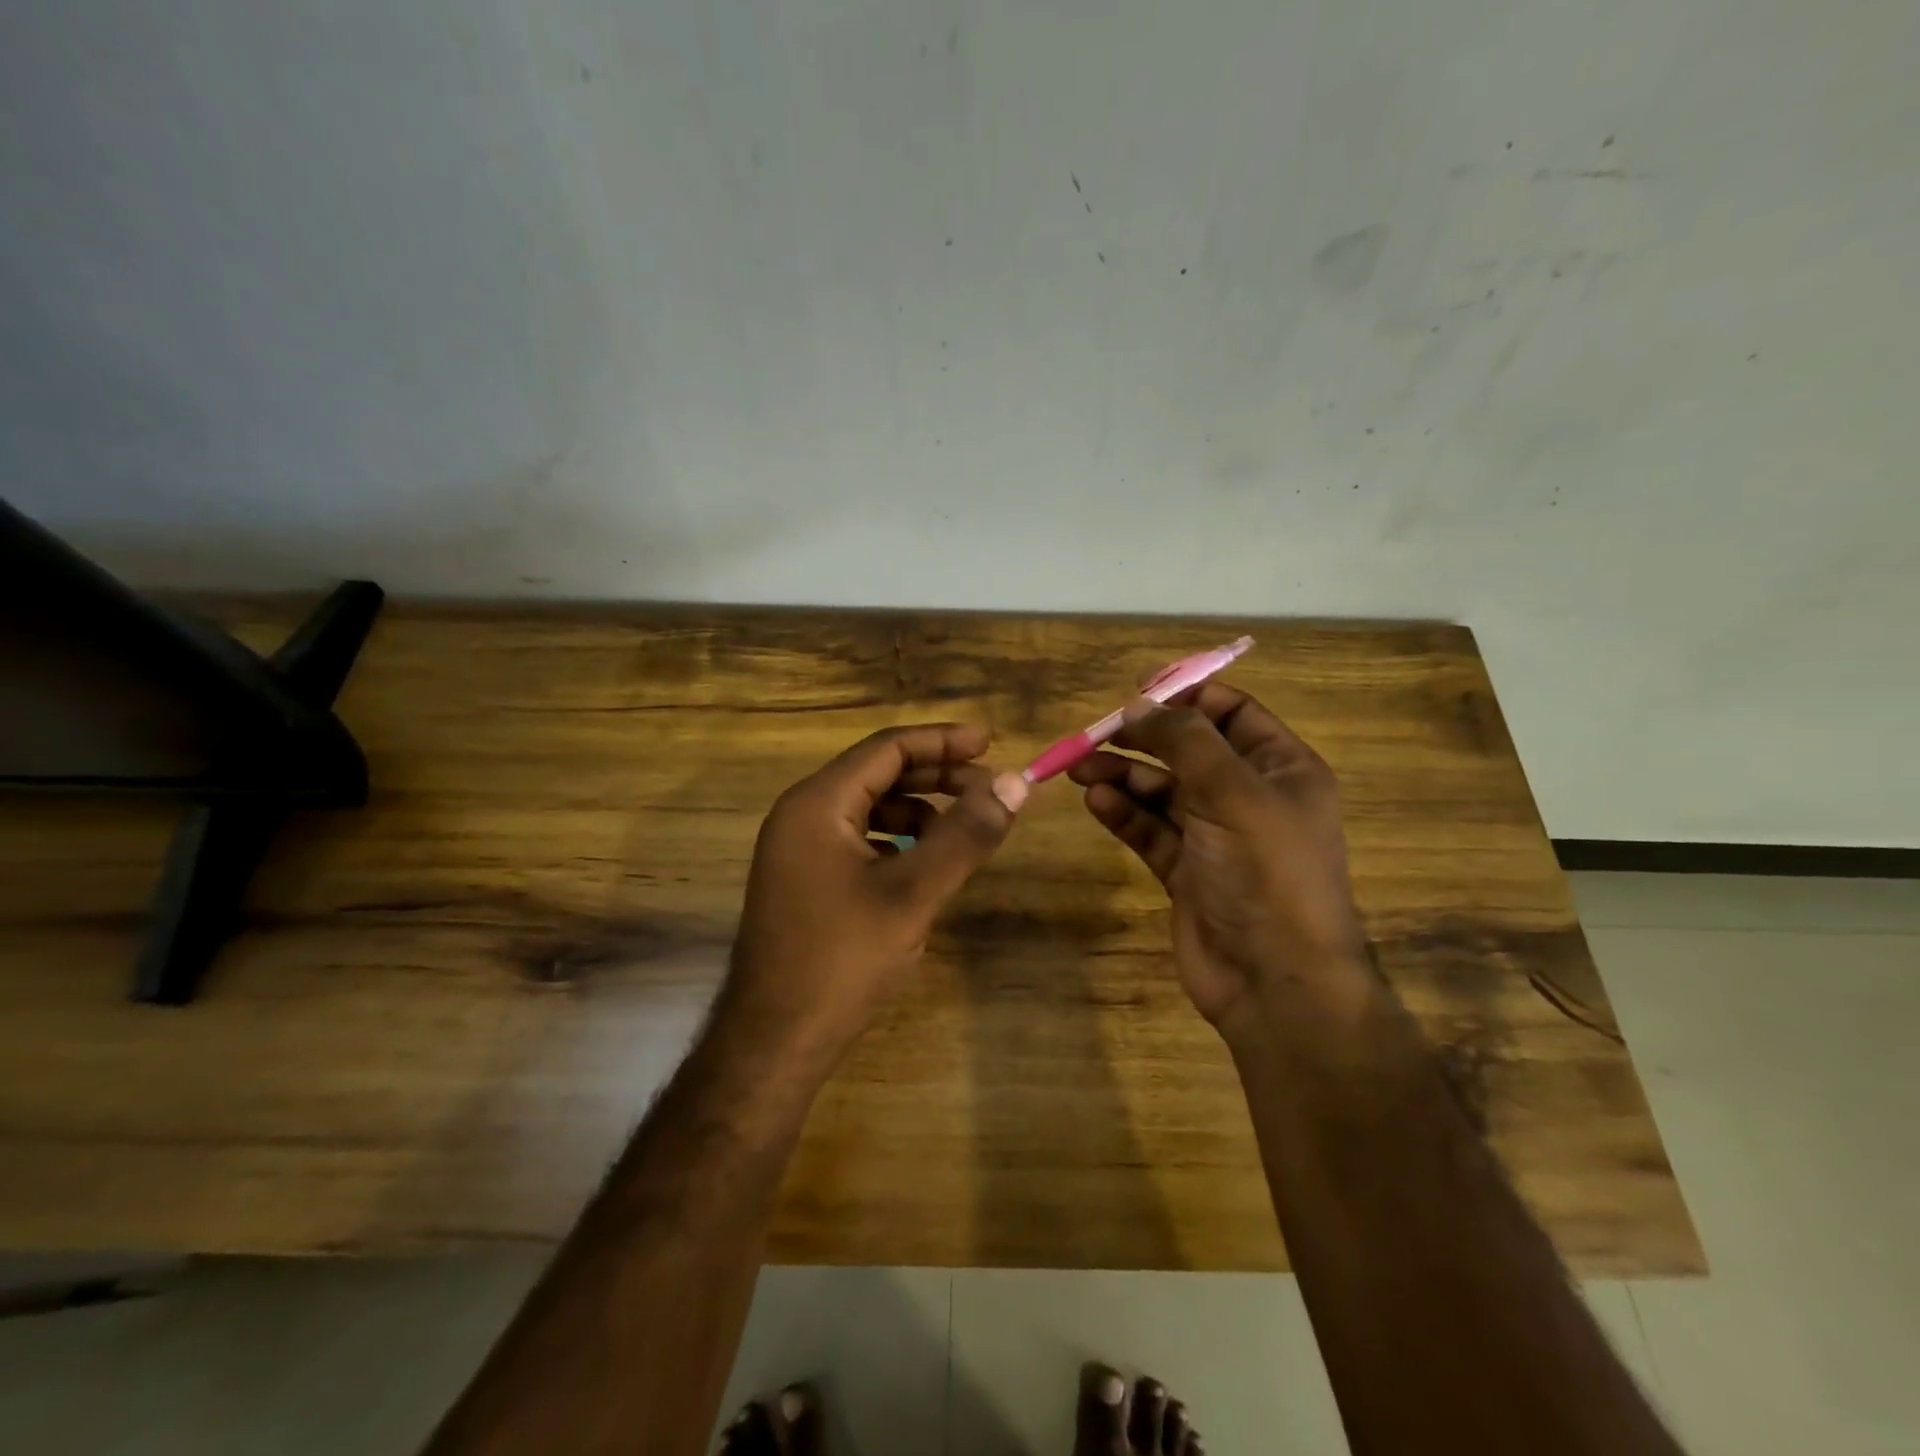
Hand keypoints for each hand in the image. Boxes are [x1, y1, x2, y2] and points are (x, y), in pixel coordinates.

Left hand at [723, 723, 1027, 1069]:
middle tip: (989, 786)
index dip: (942, 740)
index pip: (887, 748)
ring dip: (919, 810)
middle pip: (878, 773)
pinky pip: (859, 839)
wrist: (774, 1042)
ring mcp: (799, 849)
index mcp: (817, 803)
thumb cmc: (842, 960)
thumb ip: (965, 835)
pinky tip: (925, 864)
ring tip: (964, 830)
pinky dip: (897, 840)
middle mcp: (802, 814)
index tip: (991, 742)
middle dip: (936, 775)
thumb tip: (1015, 782)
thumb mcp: (913, 894)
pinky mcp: (805, 879)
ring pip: (870, 808)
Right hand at [1067, 683, 1366, 1030]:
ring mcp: (1216, 837)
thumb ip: (1185, 742)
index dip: (1187, 696)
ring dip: (1124, 777)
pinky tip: (1096, 803)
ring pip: (1162, 792)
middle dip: (1143, 739)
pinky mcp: (1186, 872)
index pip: (1232, 713)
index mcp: (1282, 769)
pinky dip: (1124, 815)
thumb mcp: (1232, 793)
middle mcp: (1250, 797)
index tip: (1137, 688)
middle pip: (1188, 752)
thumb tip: (1139, 704)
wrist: (1275, 982)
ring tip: (1080, 769)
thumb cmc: (1266, 873)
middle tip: (1095, 733)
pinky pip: (1150, 831)